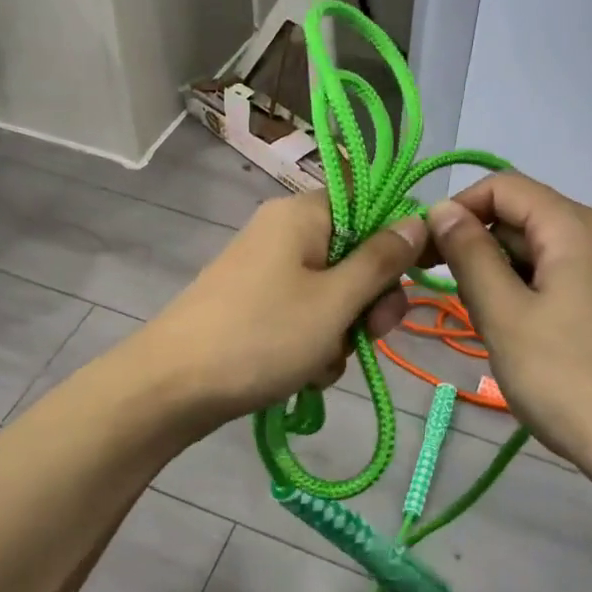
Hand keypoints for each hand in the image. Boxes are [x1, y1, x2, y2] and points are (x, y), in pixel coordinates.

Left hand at [142, 190, 425, 424]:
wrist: (172, 387)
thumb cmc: (262, 335)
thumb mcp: (335, 301)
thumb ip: (382, 261)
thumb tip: (419, 219)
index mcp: (302, 215)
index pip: (368, 203)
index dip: (396, 240)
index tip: (411, 280)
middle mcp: (284, 233)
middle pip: (354, 253)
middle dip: (370, 299)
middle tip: (373, 334)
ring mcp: (267, 271)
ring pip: (333, 293)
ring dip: (342, 331)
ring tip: (324, 363)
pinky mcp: (256, 305)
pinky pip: (305, 315)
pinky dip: (314, 343)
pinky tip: (306, 374)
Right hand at [426, 173, 591, 472]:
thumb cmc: (569, 378)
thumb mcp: (504, 314)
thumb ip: (469, 255)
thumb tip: (442, 210)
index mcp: (573, 226)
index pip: (502, 186)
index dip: (457, 209)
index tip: (427, 252)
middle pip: (522, 216)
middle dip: (477, 245)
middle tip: (450, 296)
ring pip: (539, 251)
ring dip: (500, 274)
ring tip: (487, 322)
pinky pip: (560, 277)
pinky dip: (528, 292)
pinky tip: (521, 335)